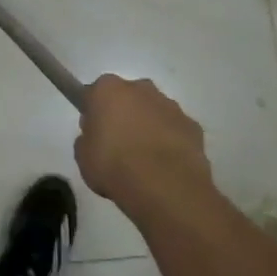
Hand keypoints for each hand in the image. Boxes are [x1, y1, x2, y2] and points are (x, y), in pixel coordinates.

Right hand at [74, 75, 213, 212]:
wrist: (164, 187)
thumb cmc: (114, 167)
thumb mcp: (83, 157)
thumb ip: (87, 139)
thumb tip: (97, 136)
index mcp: (108, 90)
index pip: (95, 93)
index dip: (94, 111)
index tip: (94, 131)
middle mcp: (141, 89)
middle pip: (128, 96)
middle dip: (124, 114)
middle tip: (118, 144)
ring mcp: (170, 105)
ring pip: (154, 111)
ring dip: (148, 127)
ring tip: (144, 160)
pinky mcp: (192, 125)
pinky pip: (175, 130)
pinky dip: (170, 142)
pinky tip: (165, 166)